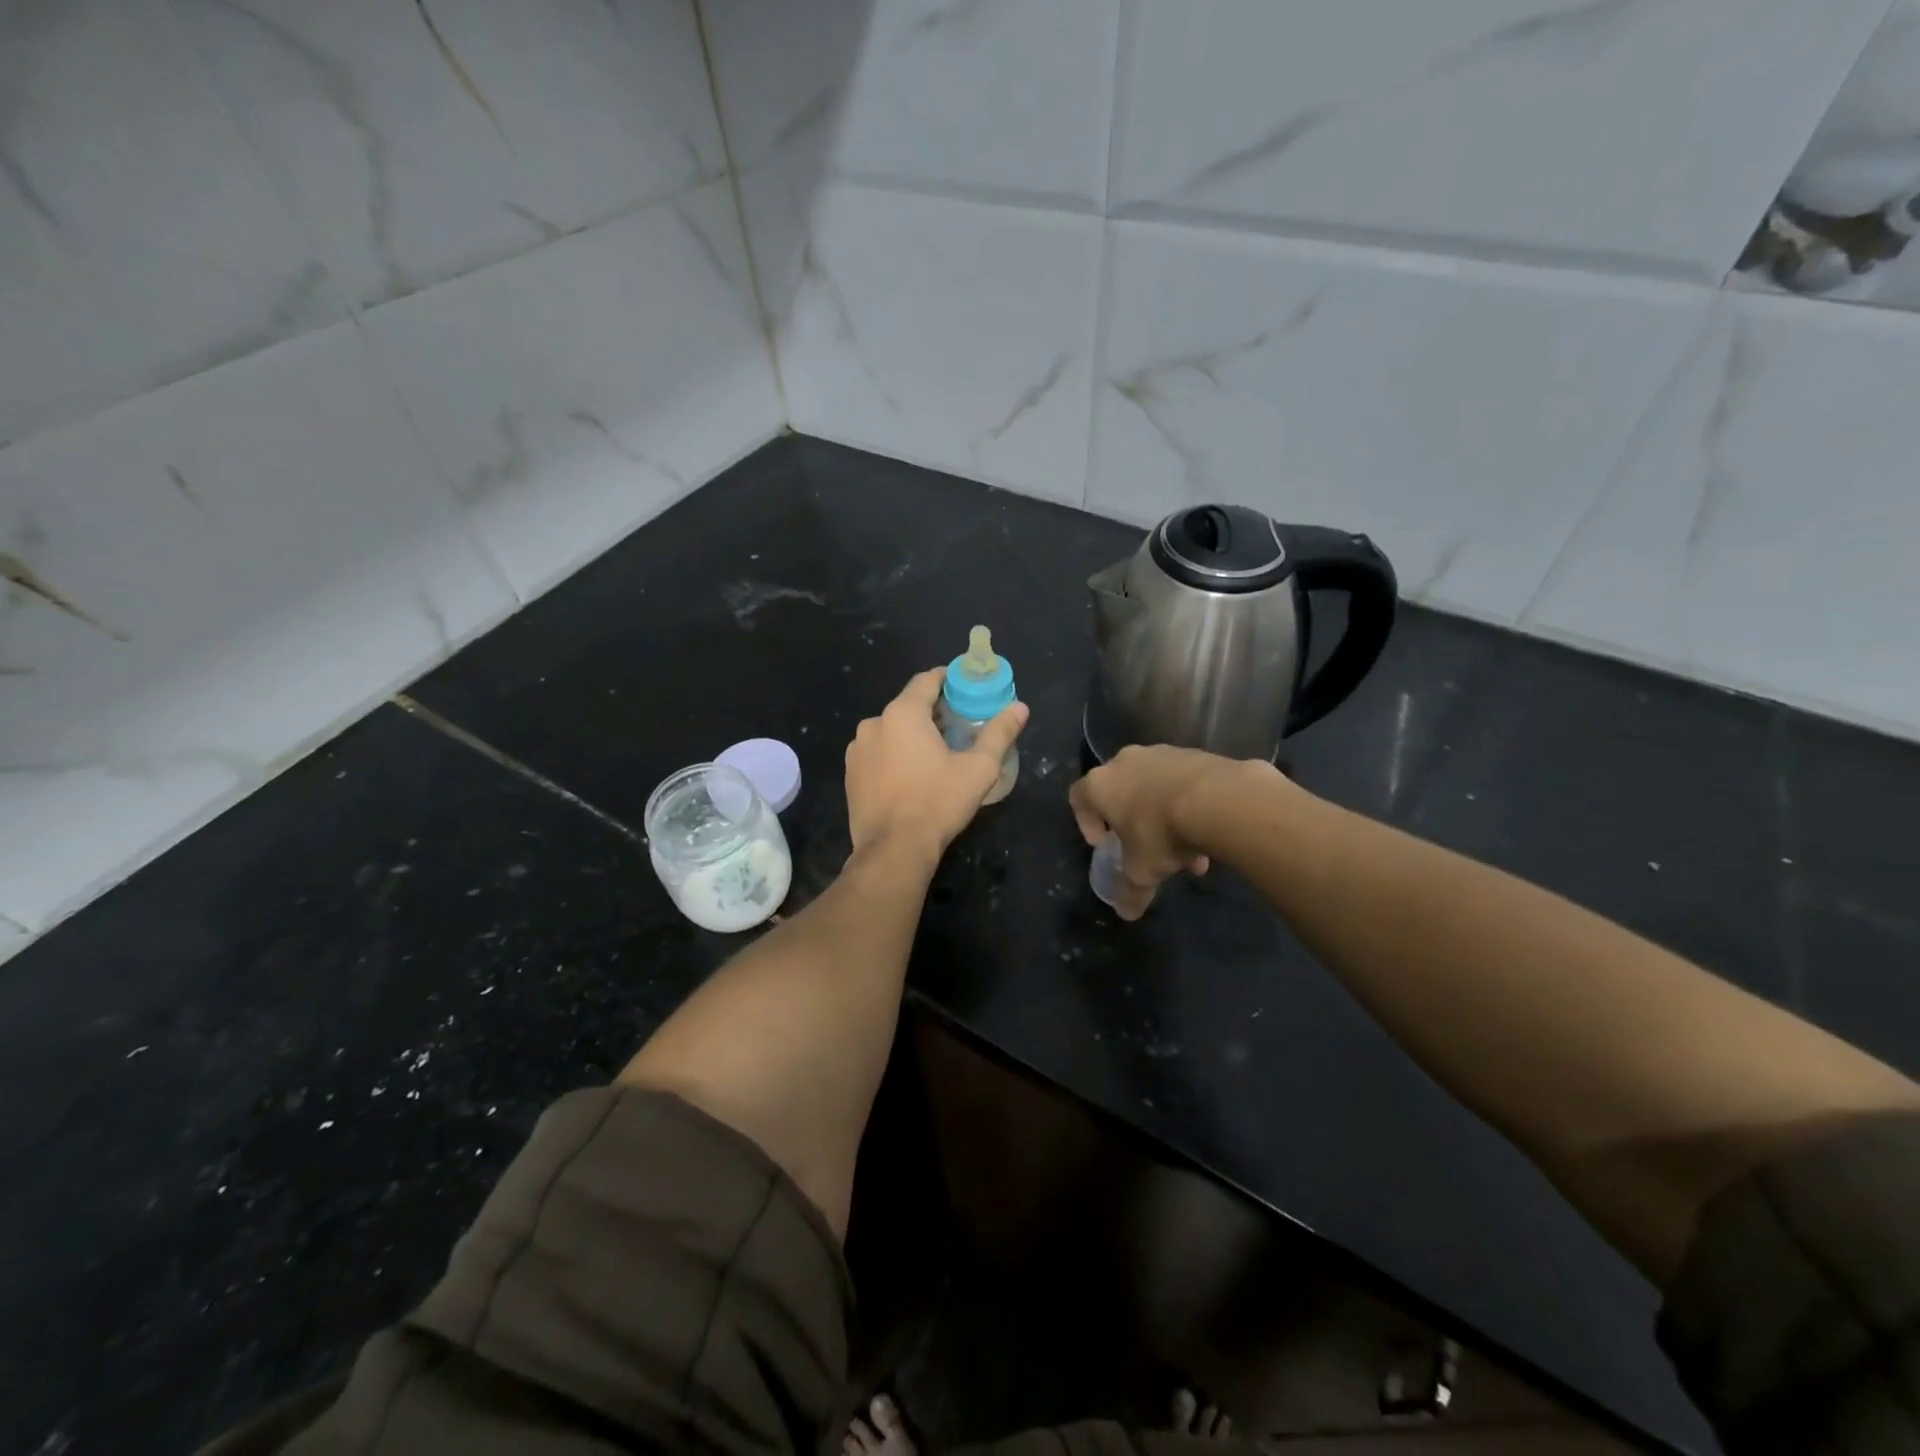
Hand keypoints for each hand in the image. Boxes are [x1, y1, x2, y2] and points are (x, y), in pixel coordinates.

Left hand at [846, 667, 1027, 861]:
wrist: (893, 850)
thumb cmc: (938, 803)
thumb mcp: (978, 768)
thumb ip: (999, 733)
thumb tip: (1020, 707)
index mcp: (903, 714)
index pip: (926, 680)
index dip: (948, 679)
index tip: (965, 688)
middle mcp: (874, 724)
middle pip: (908, 706)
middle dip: (933, 711)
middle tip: (959, 726)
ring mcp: (857, 749)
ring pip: (891, 730)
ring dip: (911, 735)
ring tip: (936, 754)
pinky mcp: (851, 773)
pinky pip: (877, 753)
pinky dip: (894, 755)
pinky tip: (911, 776)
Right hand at [1068, 745, 1237, 919]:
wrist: (1218, 799)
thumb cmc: (1161, 833)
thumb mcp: (1142, 871)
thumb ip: (1130, 891)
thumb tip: (1125, 913)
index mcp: (1101, 784)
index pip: (1078, 797)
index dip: (1086, 822)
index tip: (1104, 844)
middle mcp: (1126, 762)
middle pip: (1120, 791)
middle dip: (1132, 821)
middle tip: (1145, 846)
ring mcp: (1161, 753)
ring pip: (1154, 787)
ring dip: (1164, 815)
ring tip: (1187, 850)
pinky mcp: (1194, 753)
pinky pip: (1183, 781)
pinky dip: (1189, 803)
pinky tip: (1207, 831)